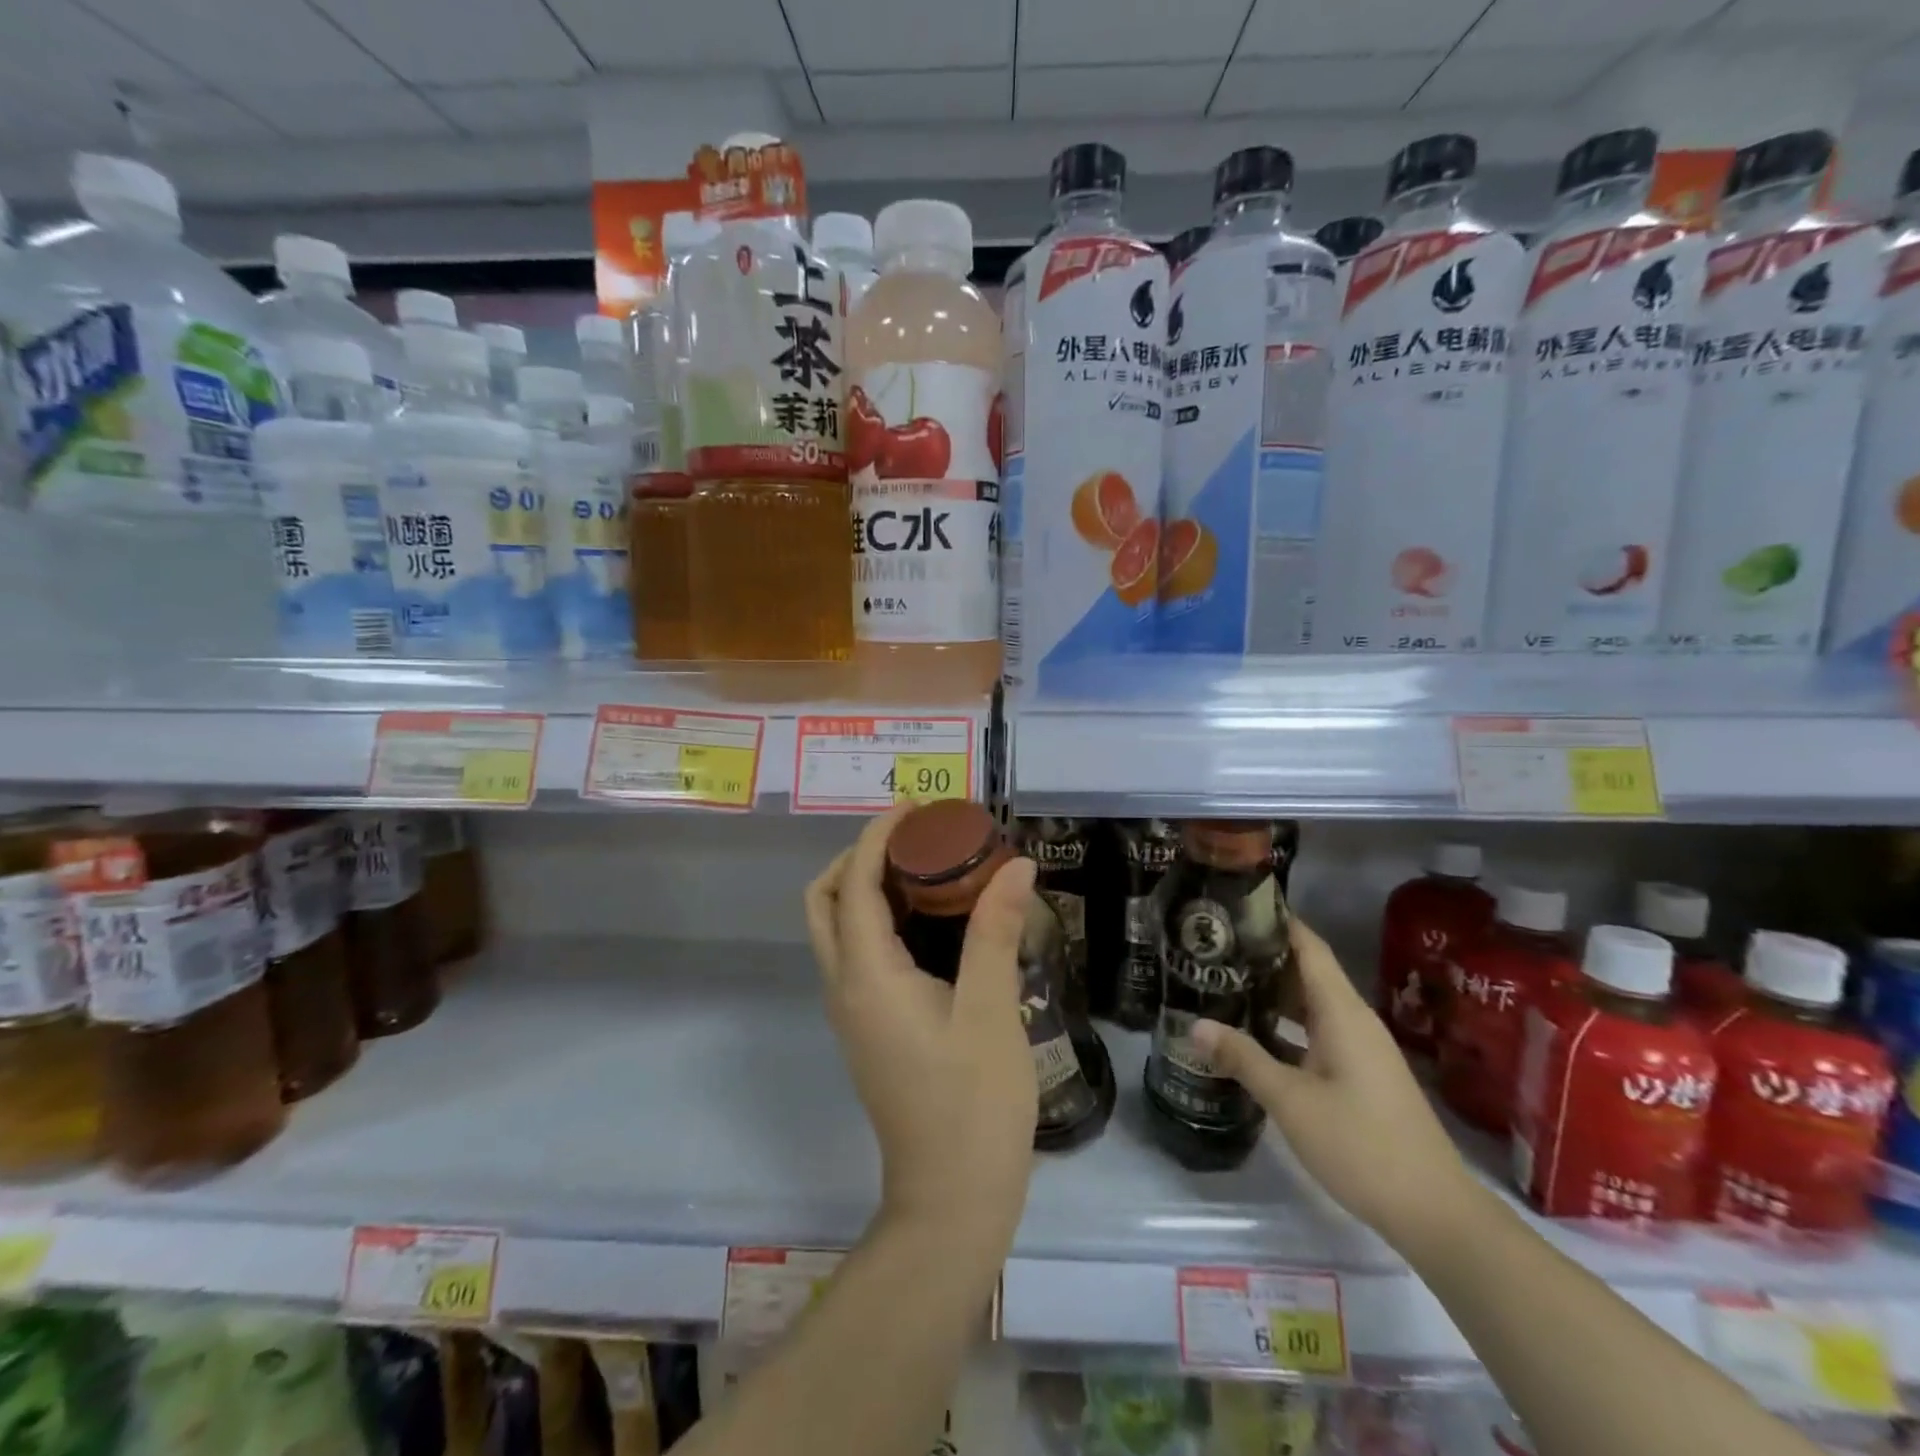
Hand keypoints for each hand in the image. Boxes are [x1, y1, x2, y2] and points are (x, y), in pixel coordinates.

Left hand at [805, 807, 1038, 1242]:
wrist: (952, 1199)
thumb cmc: (974, 1104)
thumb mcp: (991, 1009)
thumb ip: (996, 931)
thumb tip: (1016, 864)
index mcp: (866, 976)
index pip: (856, 884)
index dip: (879, 837)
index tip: (917, 808)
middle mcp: (845, 987)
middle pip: (827, 901)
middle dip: (861, 857)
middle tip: (915, 838)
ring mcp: (853, 1012)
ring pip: (838, 928)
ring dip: (869, 886)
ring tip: (927, 867)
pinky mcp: (869, 1029)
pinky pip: (858, 954)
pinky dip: (880, 920)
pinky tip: (932, 922)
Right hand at [1192, 916, 1478, 1258]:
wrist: (1435, 1213)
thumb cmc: (1361, 1144)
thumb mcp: (1291, 1100)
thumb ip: (1242, 1057)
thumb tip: (1193, 1025)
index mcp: (1342, 1012)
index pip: (1309, 946)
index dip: (1276, 921)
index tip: (1233, 906)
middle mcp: (1354, 1020)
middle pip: (1306, 971)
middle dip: (1262, 956)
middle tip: (1211, 948)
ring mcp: (1360, 1049)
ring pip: (1311, 1005)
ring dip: (1271, 994)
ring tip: (1222, 983)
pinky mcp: (1361, 1074)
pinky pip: (1317, 1032)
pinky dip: (1285, 1025)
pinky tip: (1253, 1035)